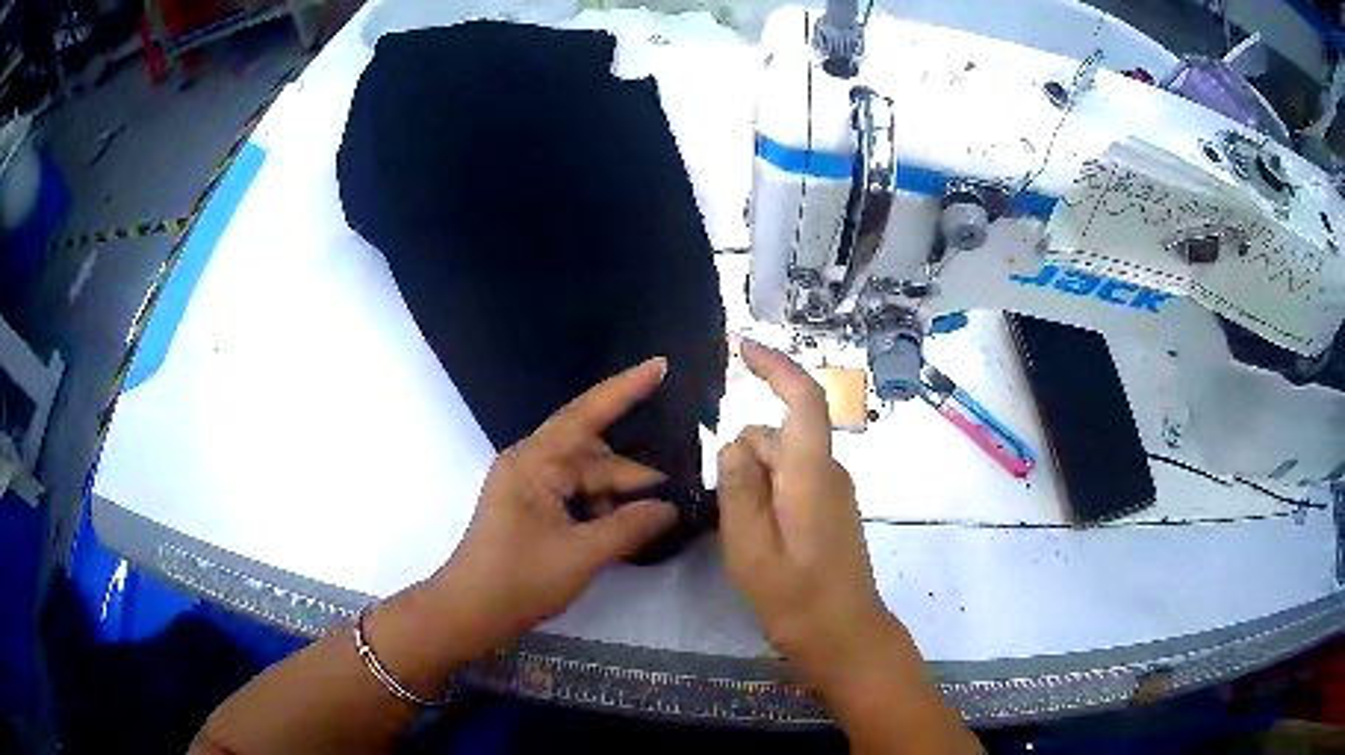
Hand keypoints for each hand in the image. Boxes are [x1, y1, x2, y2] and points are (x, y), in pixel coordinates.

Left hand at [428, 357, 678, 645]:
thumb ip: (631, 526)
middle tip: (679, 489)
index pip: (586, 415)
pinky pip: (574, 495)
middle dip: (633, 474)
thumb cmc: (521, 579)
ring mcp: (529, 486)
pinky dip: (600, 508)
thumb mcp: (583, 554)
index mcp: (535, 463)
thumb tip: (670, 508)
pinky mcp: (531, 508)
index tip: (660, 365)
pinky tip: (628, 527)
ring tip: (658, 515)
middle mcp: (530, 464)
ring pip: (586, 478)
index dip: (626, 389)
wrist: (472, 612)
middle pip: (593, 455)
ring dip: (618, 495)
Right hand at [717, 340, 895, 679]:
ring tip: (743, 537)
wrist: (844, 635)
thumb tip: (735, 440)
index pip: (804, 399)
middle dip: (744, 459)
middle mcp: (828, 471)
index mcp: (812, 473)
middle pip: (777, 435)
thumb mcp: (749, 546)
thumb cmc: (796, 597)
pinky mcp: (829, 508)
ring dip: (753, 483)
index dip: (775, 366)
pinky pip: (789, 481)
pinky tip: (759, 539)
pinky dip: (766, 495)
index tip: (740, 349)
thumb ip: (740, 486)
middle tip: (729, 517)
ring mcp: (832, 490)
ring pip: (779, 460)